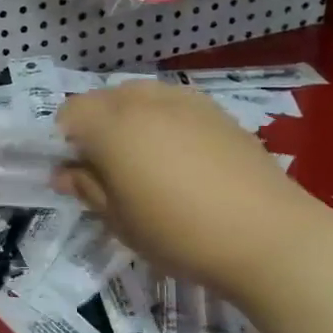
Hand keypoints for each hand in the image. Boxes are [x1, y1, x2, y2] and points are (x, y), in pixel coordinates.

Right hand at [55, 80, 331, 300]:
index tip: (75, 173)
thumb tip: (64, 173)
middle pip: (102, 99)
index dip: (63, 142)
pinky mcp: (217, 111)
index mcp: (111, 125)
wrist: (268, 236)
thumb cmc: (178, 232)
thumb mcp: (118, 220)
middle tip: (105, 169)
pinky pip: (173, 104)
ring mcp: (185, 101)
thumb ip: (86, 188)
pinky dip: (162, 121)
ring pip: (139, 97)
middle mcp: (144, 101)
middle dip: (94, 126)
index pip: (68, 114)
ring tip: (143, 161)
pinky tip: (180, 157)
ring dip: (128, 120)